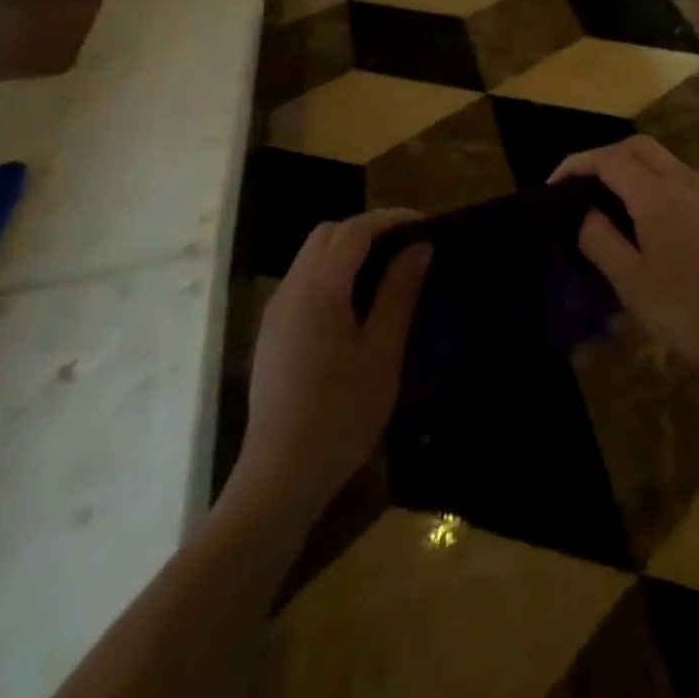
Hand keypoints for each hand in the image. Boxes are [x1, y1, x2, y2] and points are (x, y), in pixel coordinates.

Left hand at [224, 210, 430, 522]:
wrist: (280, 478)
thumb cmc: (341, 415)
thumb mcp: (382, 352)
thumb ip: (398, 292)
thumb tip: (419, 246)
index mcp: (318, 289)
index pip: (354, 230)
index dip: (390, 219)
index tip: (425, 224)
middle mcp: (290, 290)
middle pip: (327, 234)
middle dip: (368, 228)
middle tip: (407, 244)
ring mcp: (276, 311)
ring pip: (312, 255)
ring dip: (349, 249)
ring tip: (388, 268)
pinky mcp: (273, 332)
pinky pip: (304, 280)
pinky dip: (332, 271)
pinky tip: (357, 300)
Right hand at [553, 136, 698, 395]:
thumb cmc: (687, 311)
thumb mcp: (631, 282)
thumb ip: (600, 239)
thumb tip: (585, 212)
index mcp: (658, 194)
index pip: (609, 159)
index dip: (577, 164)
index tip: (556, 184)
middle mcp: (689, 179)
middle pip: (639, 147)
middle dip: (607, 157)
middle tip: (584, 185)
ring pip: (667, 162)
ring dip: (638, 170)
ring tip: (619, 205)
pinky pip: (690, 181)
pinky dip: (665, 186)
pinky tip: (662, 222)